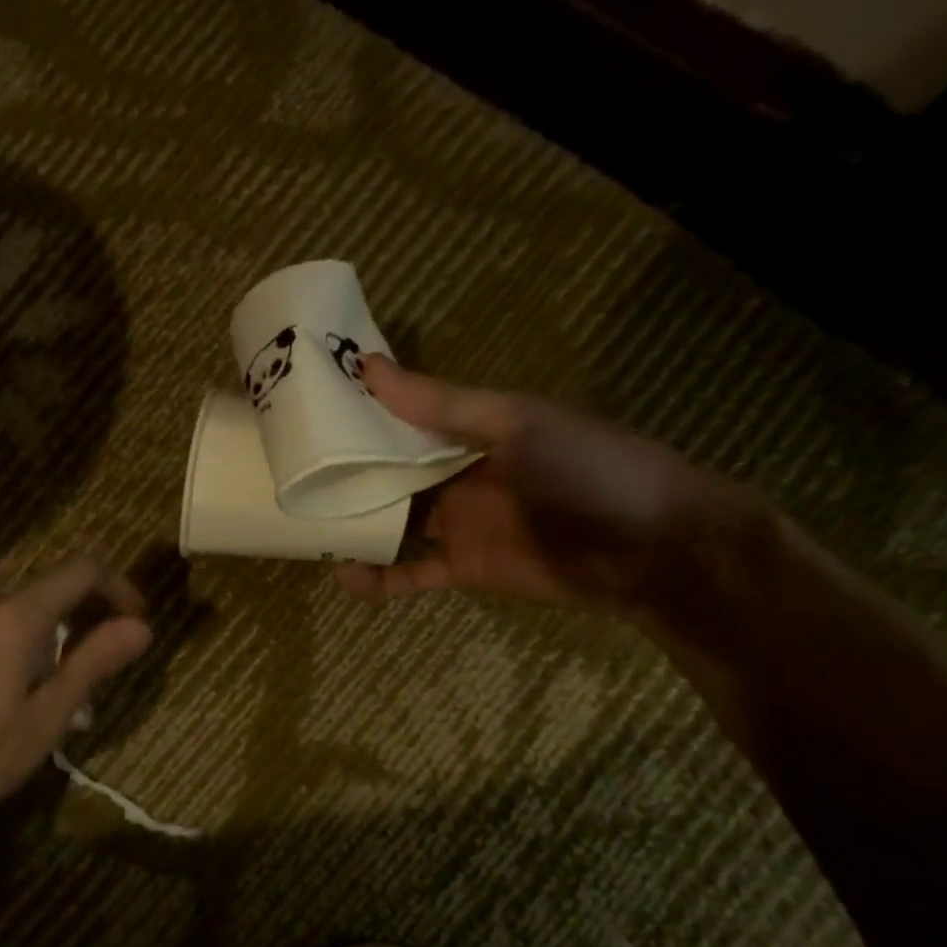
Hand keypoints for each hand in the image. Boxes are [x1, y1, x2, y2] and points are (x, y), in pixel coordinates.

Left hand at [0, 559, 152, 834]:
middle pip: (50, 592)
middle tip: (98, 676)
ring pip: (17, 613)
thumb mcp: (45, 719)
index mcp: (15, 614)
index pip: (84, 570)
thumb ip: (94, 663)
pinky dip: (12, 646)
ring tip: (55, 699)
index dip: (120, 589)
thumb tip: (141, 627)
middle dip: (84, 623)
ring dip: (48, 641)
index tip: (136, 624)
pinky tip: (8, 695)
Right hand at [336, 355, 766, 614]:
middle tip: (290, 478)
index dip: (358, 417)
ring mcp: (460, 524)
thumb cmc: (588, 469)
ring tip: (304, 529)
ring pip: (393, 525)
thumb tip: (367, 367)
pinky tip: (343, 578)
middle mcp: (458, 475)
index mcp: (470, 431)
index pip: (401, 421)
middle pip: (390, 475)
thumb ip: (441, 404)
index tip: (307, 414)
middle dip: (347, 477)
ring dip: (354, 528)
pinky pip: (411, 574)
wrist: (656, 549)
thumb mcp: (515, 424)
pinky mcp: (465, 568)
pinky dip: (379, 579)